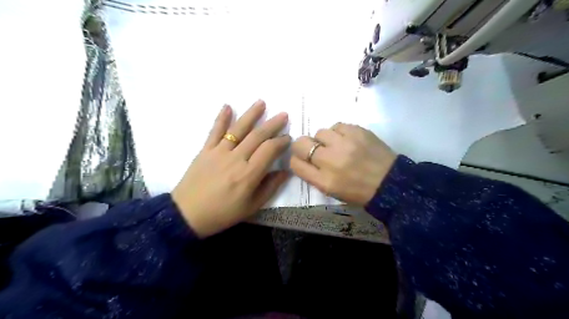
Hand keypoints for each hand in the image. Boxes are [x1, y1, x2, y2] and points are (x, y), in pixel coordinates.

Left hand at [171, 100, 289, 237]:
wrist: (187, 215)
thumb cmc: (223, 213)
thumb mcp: (252, 206)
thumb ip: (270, 187)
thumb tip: (285, 172)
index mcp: (249, 174)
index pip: (269, 150)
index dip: (281, 141)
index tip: (288, 138)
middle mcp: (236, 158)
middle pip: (257, 136)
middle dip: (272, 124)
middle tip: (283, 115)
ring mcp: (219, 152)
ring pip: (238, 129)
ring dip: (251, 115)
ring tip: (261, 102)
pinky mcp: (205, 150)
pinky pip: (215, 131)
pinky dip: (221, 118)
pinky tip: (227, 106)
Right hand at [289, 124, 396, 204]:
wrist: (391, 183)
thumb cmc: (359, 191)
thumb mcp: (332, 191)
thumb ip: (314, 176)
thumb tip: (304, 159)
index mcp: (324, 181)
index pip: (296, 164)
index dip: (295, 159)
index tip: (302, 159)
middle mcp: (330, 161)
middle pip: (301, 144)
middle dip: (303, 146)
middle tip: (314, 149)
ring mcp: (344, 144)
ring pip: (319, 132)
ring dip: (324, 139)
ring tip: (336, 145)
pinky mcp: (357, 132)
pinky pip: (337, 126)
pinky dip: (339, 132)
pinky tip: (347, 140)